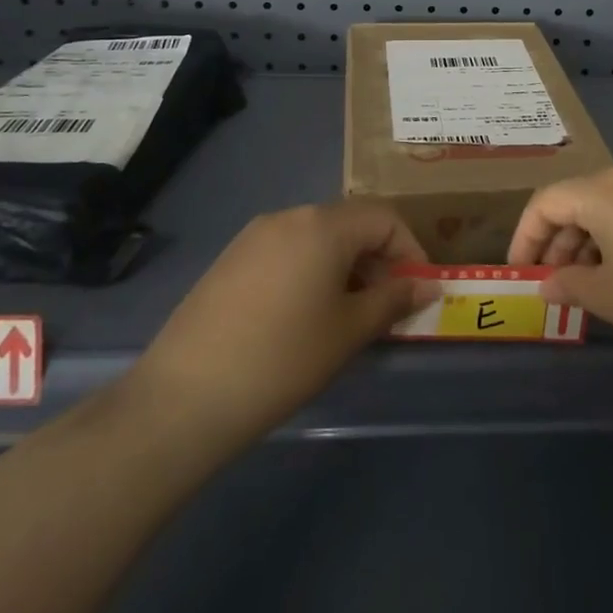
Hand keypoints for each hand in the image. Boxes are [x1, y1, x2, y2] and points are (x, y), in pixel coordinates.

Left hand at [136, 200, 435, 446]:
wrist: (186, 396)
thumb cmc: (284, 358)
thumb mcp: (349, 331)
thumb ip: (394, 300)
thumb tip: (427, 285)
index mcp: (323, 225)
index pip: (384, 218)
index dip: (410, 250)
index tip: (418, 290)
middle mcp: (289, 216)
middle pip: (350, 224)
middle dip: (377, 259)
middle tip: (386, 305)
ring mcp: (254, 236)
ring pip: (317, 238)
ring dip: (344, 266)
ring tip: (347, 314)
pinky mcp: (230, 259)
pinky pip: (286, 251)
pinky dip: (310, 271)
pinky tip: (303, 316)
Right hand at [508, 160, 612, 376]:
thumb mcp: (610, 297)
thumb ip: (569, 284)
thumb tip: (546, 283)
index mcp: (606, 189)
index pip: (548, 201)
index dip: (526, 236)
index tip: (521, 271)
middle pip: (581, 198)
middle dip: (561, 240)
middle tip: (557, 283)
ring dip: (593, 239)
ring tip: (593, 283)